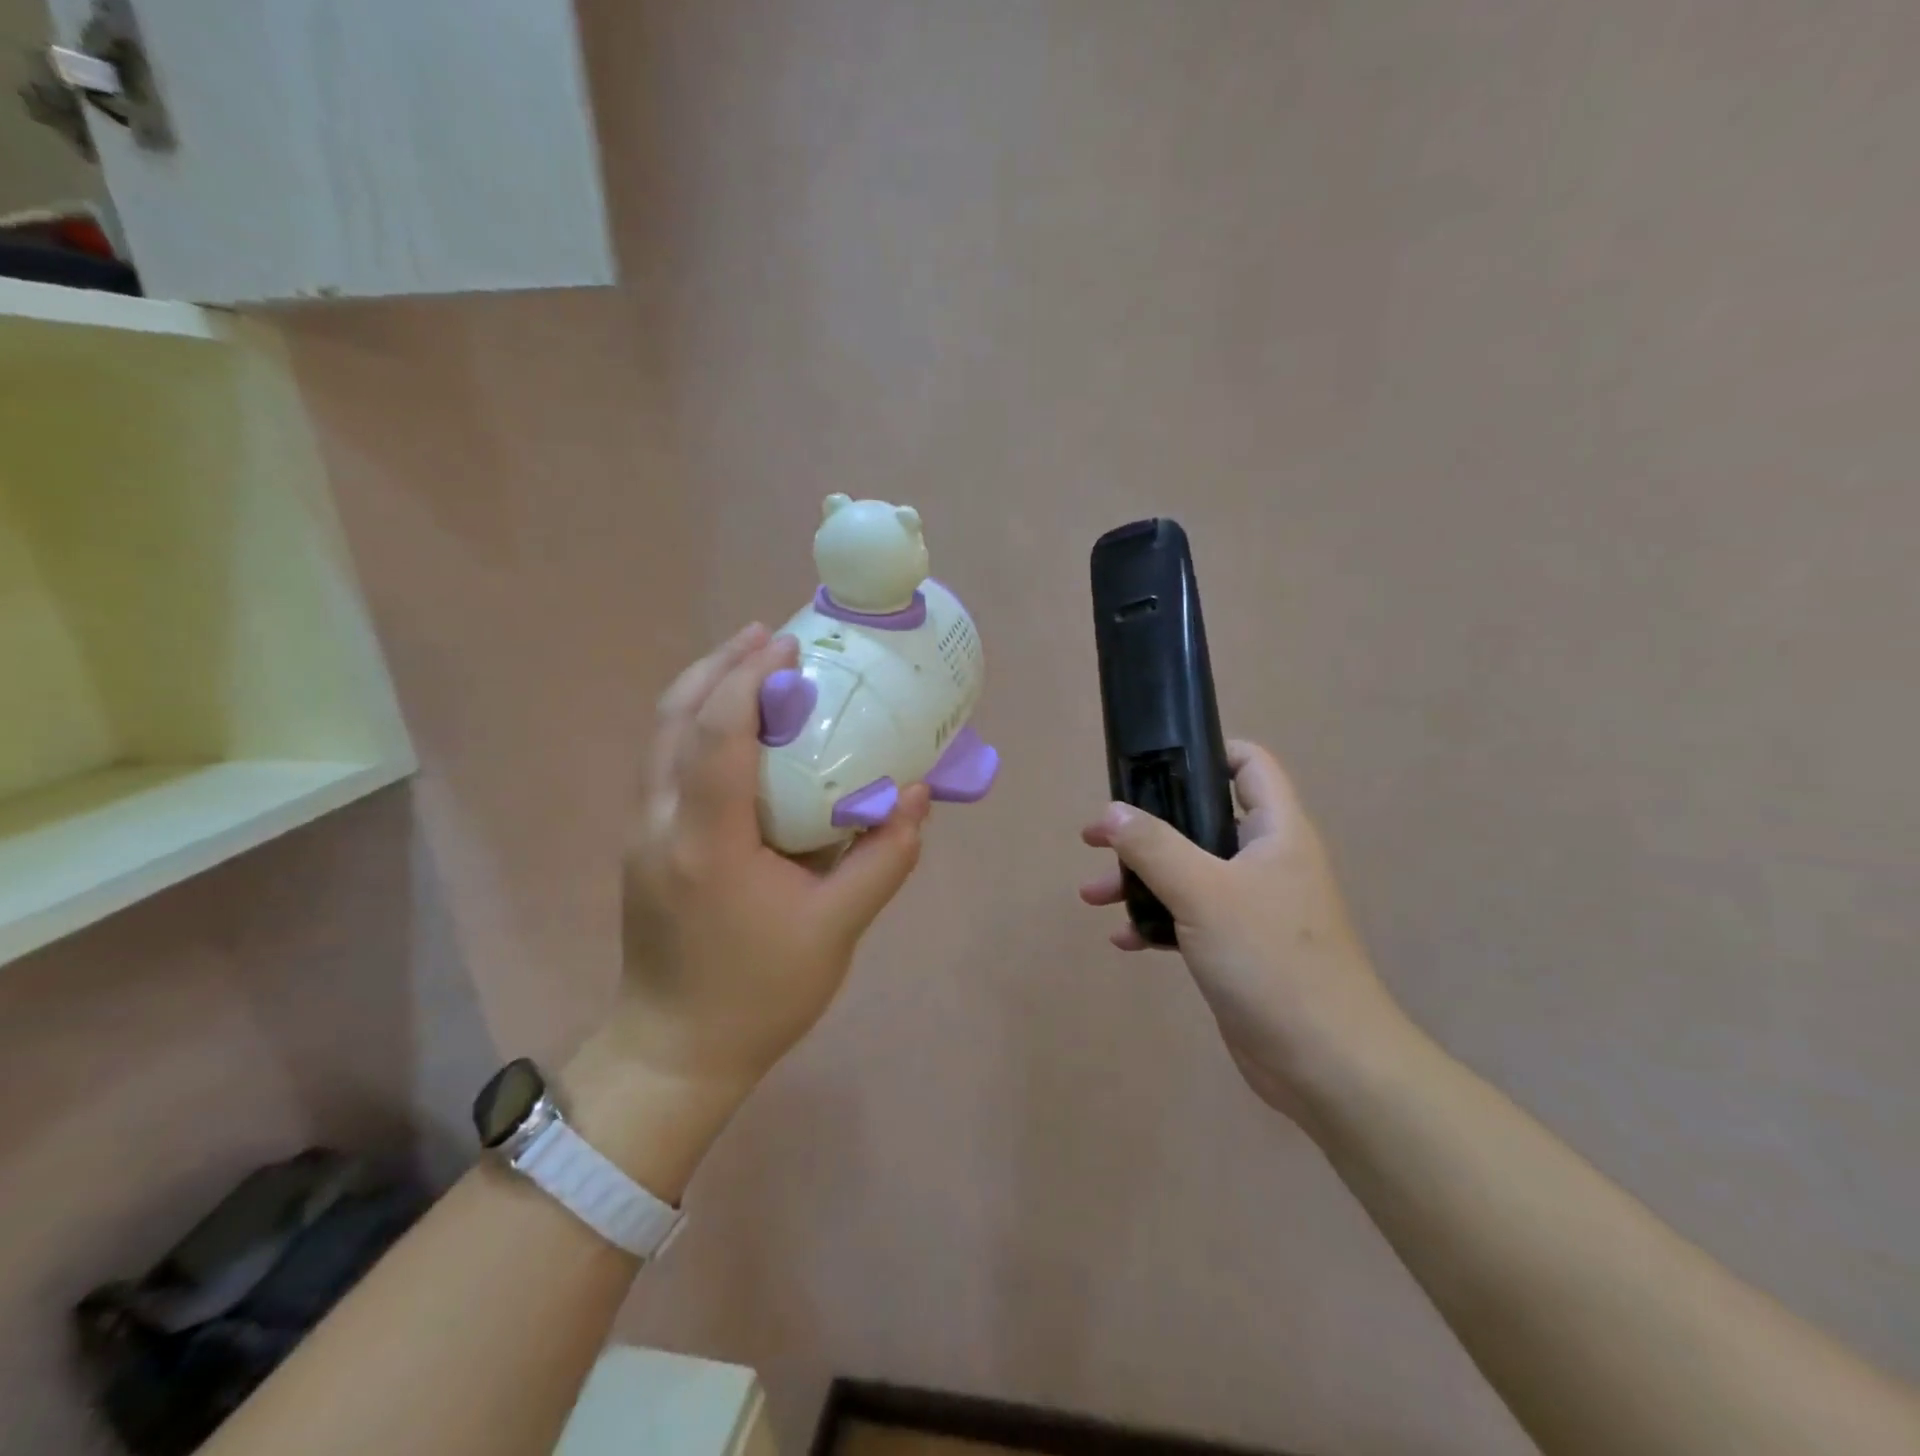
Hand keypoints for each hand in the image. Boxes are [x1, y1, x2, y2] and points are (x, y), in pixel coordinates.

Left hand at [567, 625, 928, 1190]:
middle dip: (720, 666)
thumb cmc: (760, 994)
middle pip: (674, 719)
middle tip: (769, 637)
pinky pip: (667, 764)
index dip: (749, 680)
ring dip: (704, 690)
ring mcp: (643, 833)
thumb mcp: (837, 930)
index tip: (788, 646)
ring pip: (662, 737)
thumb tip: (919, 796)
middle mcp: (661, 824)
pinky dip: (699, 726)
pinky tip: (739, 731)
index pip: (719, 735)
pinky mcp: (645, 846)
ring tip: (753, 666)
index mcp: (707, 842)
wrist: (675, 1051)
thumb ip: (884, 859)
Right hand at [1079, 740, 1409, 1129]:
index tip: (1150, 765)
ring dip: (1141, 878)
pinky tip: (1124, 939)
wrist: (1326, 1063)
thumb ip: (1153, 846)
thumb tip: (1111, 812)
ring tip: (1092, 895)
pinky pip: (1190, 918)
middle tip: (1097, 836)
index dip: (1205, 752)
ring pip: (1189, 873)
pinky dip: (1156, 921)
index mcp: (1275, 831)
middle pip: (1202, 820)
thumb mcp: (1204, 892)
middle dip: (1147, 827)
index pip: (1248, 765)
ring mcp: (1254, 906)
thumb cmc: (1271, 960)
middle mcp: (1267, 860)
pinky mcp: (1240, 948)